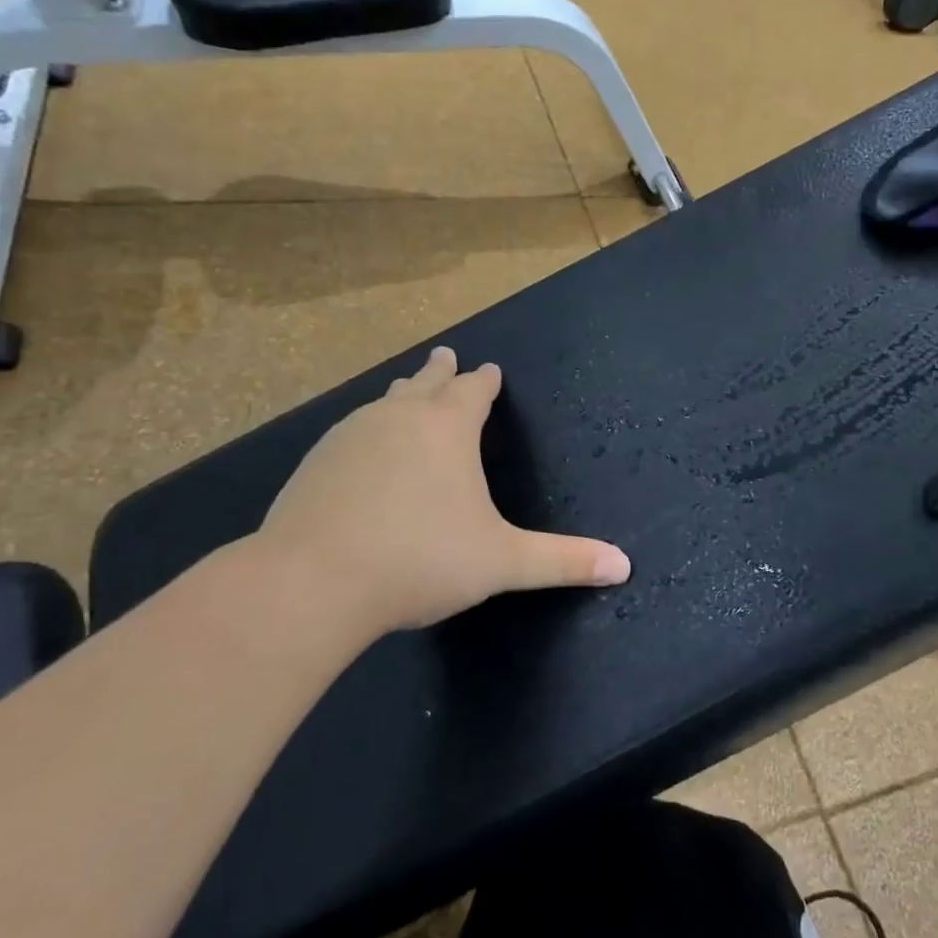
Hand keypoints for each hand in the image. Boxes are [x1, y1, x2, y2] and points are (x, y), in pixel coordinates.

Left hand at [253, 347, 630, 639]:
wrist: (312, 581)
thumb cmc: (421, 560)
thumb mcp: (501, 562)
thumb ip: (562, 561)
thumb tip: (624, 566)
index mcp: (448, 428)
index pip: (473, 391)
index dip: (485, 381)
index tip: (489, 370)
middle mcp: (399, 417)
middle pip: (425, 382)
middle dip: (440, 370)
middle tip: (446, 356)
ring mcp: (351, 435)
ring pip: (384, 403)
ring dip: (402, 394)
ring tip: (406, 390)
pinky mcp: (316, 461)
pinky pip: (352, 431)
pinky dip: (368, 429)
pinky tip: (362, 447)